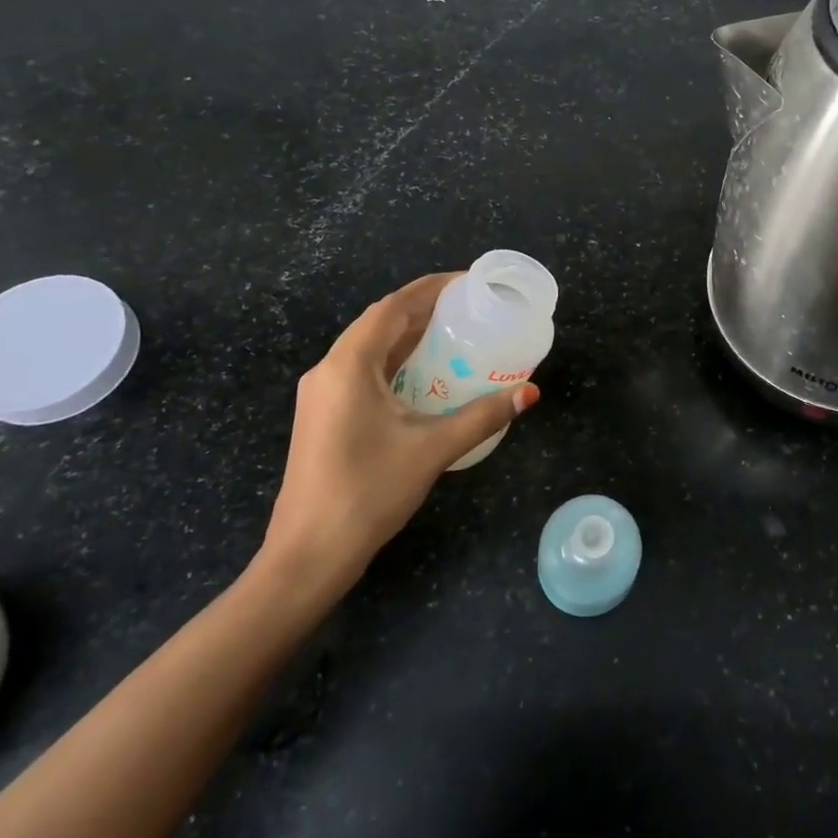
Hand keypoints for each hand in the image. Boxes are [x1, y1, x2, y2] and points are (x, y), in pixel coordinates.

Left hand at [258, 274, 539, 593]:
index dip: (430, 288)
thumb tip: (529, 392)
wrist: (308, 554)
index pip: (393, 307)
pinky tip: (423, 376)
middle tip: (470, 308)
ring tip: (454, 334)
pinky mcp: (323, 416)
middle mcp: (329, 369)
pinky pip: (362, 371)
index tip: (468, 282)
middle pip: (379, 323)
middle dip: (423, 310)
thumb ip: (483, 416)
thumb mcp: (432, 449)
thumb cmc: (368, 492)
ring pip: (369, 348)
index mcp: (349, 365)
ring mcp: (321, 394)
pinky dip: (395, 362)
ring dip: (408, 336)